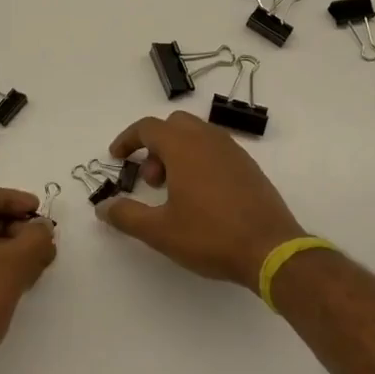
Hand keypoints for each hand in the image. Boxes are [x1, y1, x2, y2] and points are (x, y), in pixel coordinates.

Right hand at [98, 113, 307, 289]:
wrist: (270, 248)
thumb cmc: (210, 235)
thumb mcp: (160, 231)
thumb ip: (127, 216)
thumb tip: (103, 207)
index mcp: (183, 146)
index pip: (148, 127)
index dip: (128, 140)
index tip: (117, 158)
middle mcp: (208, 139)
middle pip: (173, 125)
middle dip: (154, 146)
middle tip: (150, 181)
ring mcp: (232, 150)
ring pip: (196, 135)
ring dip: (177, 153)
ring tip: (174, 192)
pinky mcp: (248, 165)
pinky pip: (215, 149)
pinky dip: (199, 160)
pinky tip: (201, 196)